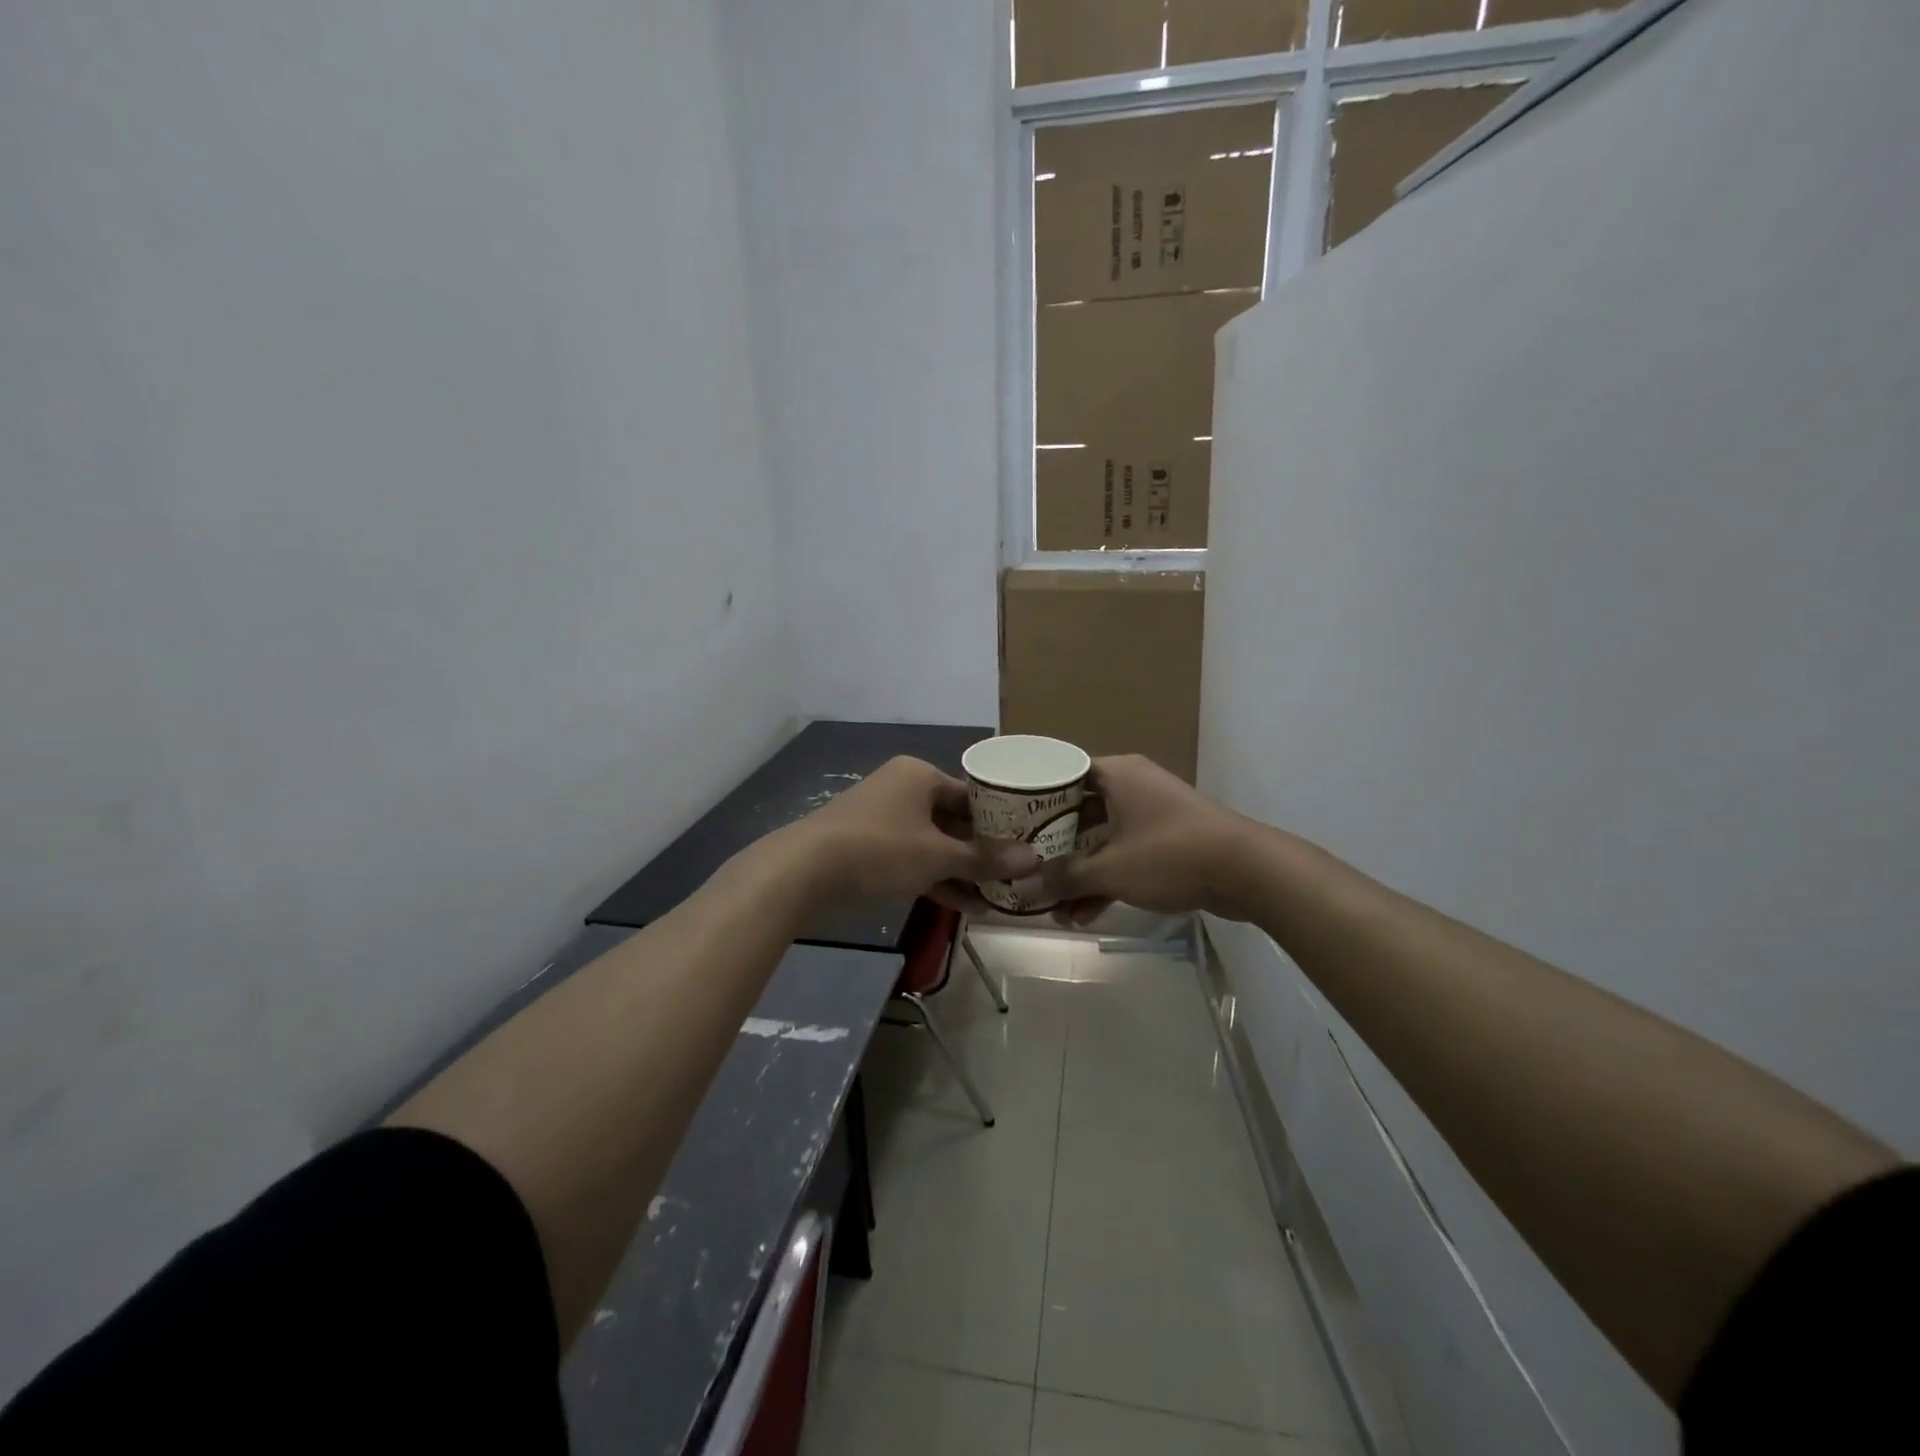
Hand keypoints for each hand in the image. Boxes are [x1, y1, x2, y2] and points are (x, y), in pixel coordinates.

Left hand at [791, 756, 1037, 904]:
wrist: (804, 870)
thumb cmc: (880, 849)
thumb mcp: (937, 856)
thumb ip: (984, 859)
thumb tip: (1034, 861)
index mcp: (920, 775)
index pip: (972, 794)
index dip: (1001, 821)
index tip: (1026, 845)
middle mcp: (903, 789)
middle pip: (953, 820)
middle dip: (981, 852)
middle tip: (1014, 875)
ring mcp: (883, 818)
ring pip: (933, 843)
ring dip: (960, 870)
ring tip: (995, 898)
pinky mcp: (869, 846)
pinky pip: (912, 858)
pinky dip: (934, 877)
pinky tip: (964, 906)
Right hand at [1011, 755, 1254, 923]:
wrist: (1248, 871)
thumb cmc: (1170, 855)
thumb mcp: (1110, 869)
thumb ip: (1063, 879)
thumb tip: (1021, 891)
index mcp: (1115, 774)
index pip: (1061, 774)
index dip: (1033, 798)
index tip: (1008, 821)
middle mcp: (1132, 785)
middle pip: (1078, 810)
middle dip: (1053, 845)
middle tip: (1023, 866)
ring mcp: (1152, 812)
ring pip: (1101, 837)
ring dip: (1079, 871)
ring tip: (1051, 905)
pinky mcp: (1168, 840)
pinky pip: (1124, 853)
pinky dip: (1106, 878)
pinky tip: (1082, 914)